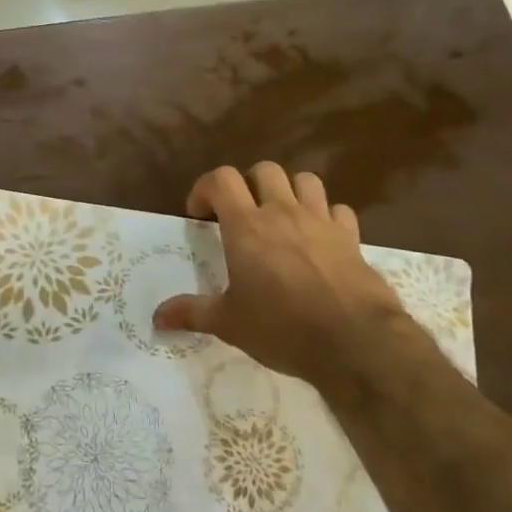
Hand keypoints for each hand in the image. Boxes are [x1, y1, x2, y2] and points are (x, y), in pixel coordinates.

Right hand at [153, 163, 436, 394]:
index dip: (205, 189)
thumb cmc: (282, 328)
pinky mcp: (351, 237)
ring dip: (290, 191)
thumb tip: (157, 317)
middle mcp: (282, 212)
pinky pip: (338, 210)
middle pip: (264, 170)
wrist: (354, 341)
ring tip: (282, 217)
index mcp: (246, 226)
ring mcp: (320, 221)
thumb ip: (192, 313)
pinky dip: (326, 217)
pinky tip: (320, 238)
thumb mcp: (229, 324)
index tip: (200, 215)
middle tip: (242, 214)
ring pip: (305, 180)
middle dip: (249, 184)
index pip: (221, 179)